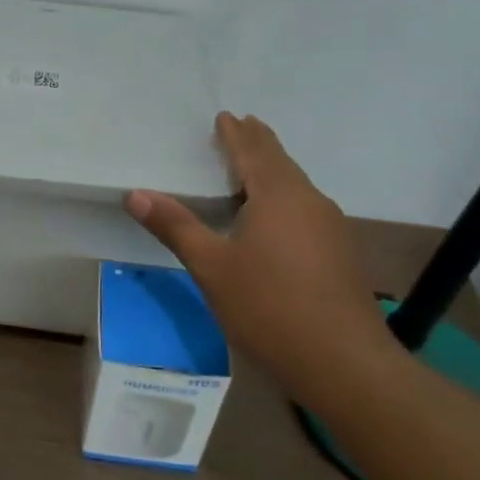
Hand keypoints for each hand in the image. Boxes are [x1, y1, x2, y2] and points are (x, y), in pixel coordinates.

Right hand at [125, 113, 393, 397]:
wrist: (344, 363)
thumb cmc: (269, 306)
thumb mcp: (211, 267)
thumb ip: (175, 226)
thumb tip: (135, 194)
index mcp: (277, 195)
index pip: (253, 152)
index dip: (236, 134)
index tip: (225, 116)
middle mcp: (309, 201)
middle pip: (280, 163)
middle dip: (259, 144)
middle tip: (243, 126)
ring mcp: (330, 227)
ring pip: (297, 186)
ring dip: (273, 170)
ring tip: (255, 166)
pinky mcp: (340, 253)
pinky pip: (306, 208)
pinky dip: (285, 196)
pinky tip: (278, 217)